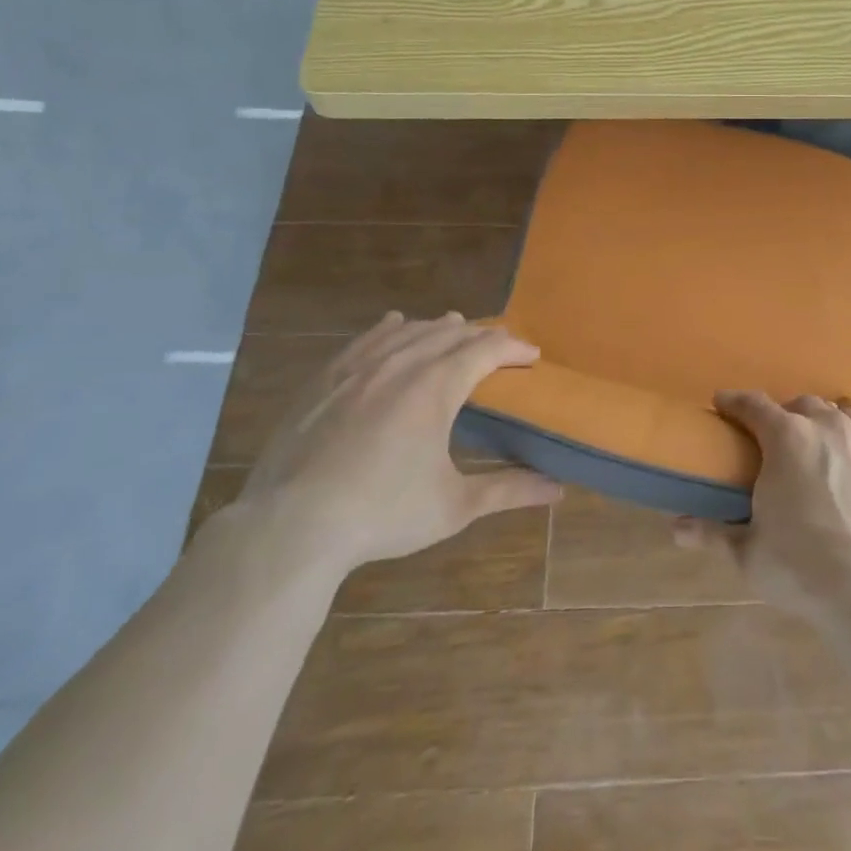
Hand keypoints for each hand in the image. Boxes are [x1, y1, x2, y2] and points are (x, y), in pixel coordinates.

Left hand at [232, 313, 560, 577]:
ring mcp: (359, 367)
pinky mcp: (325, 378)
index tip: (532, 356)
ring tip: (456, 330)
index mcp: (437, 386)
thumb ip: (508, 490)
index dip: (514, 347)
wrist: (291, 526)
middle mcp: (402, 363)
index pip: (487, 348)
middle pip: (451, 333)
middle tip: (499, 349)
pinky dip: (391, 329)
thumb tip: (558, 491)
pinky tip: (395, 324)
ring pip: (410, 330)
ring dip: (440, 328)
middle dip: (481, 336)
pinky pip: (366, 338)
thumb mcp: (454, 506)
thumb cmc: (382, 514)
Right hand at [677, 391, 850, 625]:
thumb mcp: (749, 554)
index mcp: (787, 438)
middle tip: (779, 438)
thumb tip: (677, 527)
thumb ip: (713, 533)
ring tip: (824, 443)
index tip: (724, 403)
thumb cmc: (803, 569)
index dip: (735, 402)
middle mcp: (830, 426)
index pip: (753, 406)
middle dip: (787, 415)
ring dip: (829, 422)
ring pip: (845, 413)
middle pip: (803, 405)